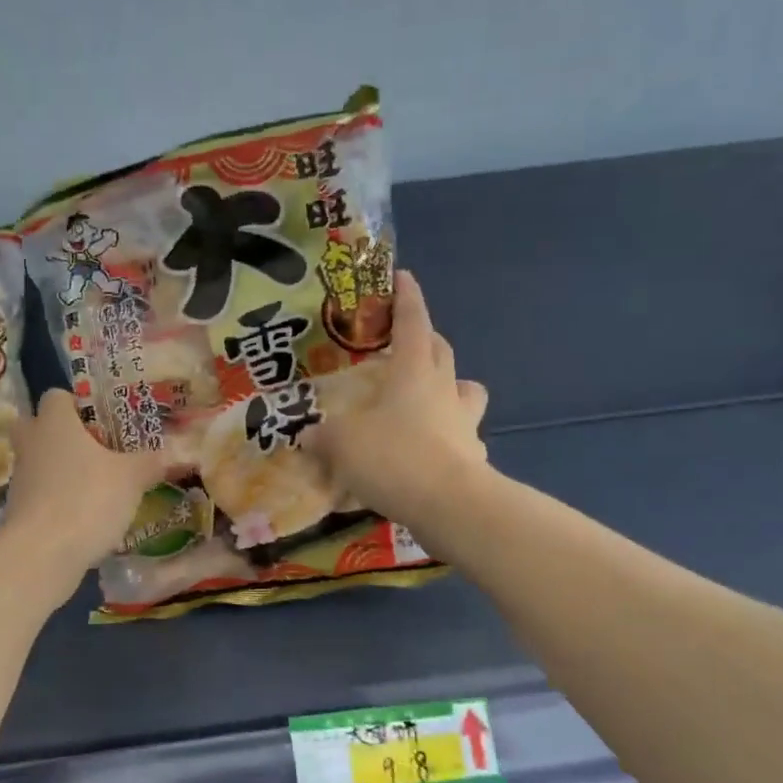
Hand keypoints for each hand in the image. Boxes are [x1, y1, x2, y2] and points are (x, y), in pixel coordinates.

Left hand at [2, 388, 167, 579]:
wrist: (42, 554)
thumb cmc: (87, 499)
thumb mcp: (132, 479)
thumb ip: (152, 462)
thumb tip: (178, 454)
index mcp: (54, 423)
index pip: (56, 396)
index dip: (77, 403)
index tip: (101, 419)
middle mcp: (31, 444)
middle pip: (36, 426)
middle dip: (60, 433)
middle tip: (93, 447)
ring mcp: (19, 479)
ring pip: (38, 461)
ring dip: (60, 468)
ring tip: (96, 484)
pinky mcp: (17, 511)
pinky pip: (39, 494)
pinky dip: (57, 499)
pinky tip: (84, 514)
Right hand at [307, 270, 489, 529]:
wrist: (450, 506)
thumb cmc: (394, 456)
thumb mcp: (342, 443)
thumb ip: (323, 436)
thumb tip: (308, 434)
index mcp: (414, 372)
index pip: (413, 323)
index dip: (407, 298)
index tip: (403, 276)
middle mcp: (444, 390)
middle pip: (443, 352)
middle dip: (428, 341)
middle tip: (407, 344)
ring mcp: (465, 424)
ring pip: (465, 392)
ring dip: (450, 388)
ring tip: (428, 401)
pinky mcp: (474, 458)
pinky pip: (464, 438)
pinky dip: (450, 439)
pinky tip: (432, 455)